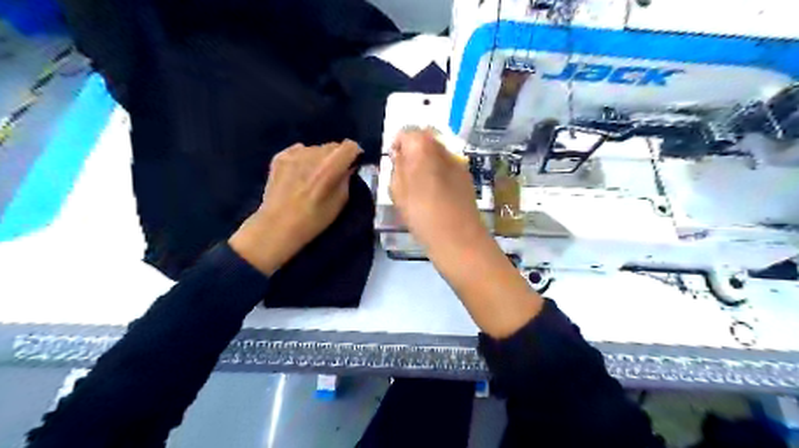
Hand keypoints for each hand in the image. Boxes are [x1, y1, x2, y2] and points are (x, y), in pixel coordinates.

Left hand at [226, 140, 360, 273]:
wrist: (278, 226)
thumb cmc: (314, 219)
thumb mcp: (340, 203)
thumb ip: (346, 180)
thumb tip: (348, 167)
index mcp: (330, 167)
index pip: (350, 146)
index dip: (354, 154)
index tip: (353, 164)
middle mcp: (313, 155)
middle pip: (333, 146)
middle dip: (337, 157)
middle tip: (334, 173)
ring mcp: (295, 154)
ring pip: (316, 148)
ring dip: (319, 158)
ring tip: (314, 175)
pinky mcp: (280, 157)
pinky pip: (299, 151)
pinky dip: (303, 158)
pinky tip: (300, 174)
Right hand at [389, 127, 486, 254]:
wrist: (457, 236)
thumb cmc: (421, 213)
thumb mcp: (397, 190)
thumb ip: (397, 166)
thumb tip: (400, 155)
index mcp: (422, 147)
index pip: (406, 133)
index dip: (398, 145)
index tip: (394, 162)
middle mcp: (443, 148)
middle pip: (425, 139)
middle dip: (413, 151)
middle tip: (406, 173)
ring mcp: (458, 162)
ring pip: (438, 153)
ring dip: (427, 162)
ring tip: (422, 185)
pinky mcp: (467, 176)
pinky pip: (448, 166)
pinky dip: (440, 172)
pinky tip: (437, 192)